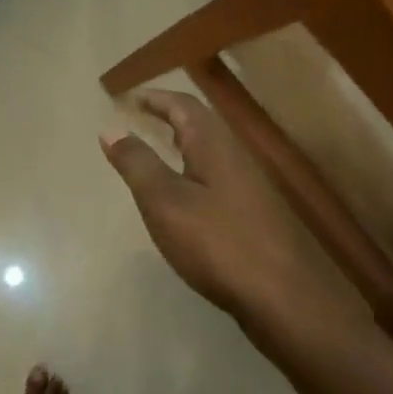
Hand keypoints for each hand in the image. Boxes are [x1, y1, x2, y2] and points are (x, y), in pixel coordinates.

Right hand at [101, 89, 333, 334]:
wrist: (281, 295)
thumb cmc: (216, 242)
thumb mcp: (164, 201)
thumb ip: (137, 163)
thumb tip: (111, 128)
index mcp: (213, 144)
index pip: (182, 105)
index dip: (155, 98)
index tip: (129, 97)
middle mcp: (235, 156)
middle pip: (200, 123)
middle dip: (169, 115)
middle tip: (141, 116)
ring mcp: (249, 185)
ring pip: (210, 150)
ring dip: (182, 141)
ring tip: (157, 148)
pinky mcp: (253, 213)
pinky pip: (216, 174)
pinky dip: (192, 168)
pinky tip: (184, 194)